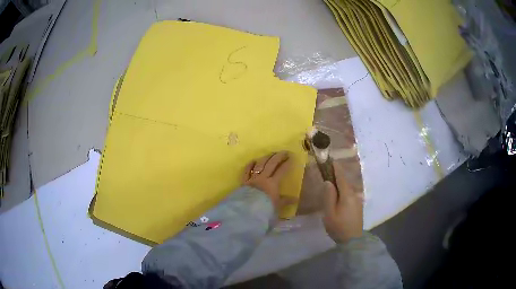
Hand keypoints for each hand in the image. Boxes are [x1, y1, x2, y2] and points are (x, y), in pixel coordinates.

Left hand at [242, 151, 296, 211]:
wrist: (247, 211)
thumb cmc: (265, 209)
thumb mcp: (277, 206)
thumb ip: (286, 201)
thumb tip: (296, 199)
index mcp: (273, 183)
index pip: (281, 171)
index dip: (287, 164)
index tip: (291, 158)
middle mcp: (263, 178)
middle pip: (271, 164)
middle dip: (278, 157)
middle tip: (284, 152)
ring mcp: (252, 178)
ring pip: (259, 164)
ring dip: (266, 158)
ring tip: (271, 154)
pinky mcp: (244, 182)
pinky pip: (246, 171)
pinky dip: (250, 165)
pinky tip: (253, 161)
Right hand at [323, 162, 363, 242]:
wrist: (353, 240)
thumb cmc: (339, 227)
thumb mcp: (330, 213)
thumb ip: (329, 196)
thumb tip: (328, 182)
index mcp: (347, 194)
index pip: (341, 177)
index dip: (335, 168)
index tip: (330, 159)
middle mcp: (354, 194)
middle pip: (345, 182)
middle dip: (336, 176)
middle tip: (326, 173)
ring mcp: (357, 201)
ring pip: (347, 188)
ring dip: (339, 184)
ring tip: (330, 185)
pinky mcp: (357, 207)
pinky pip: (349, 194)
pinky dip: (342, 191)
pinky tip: (337, 197)